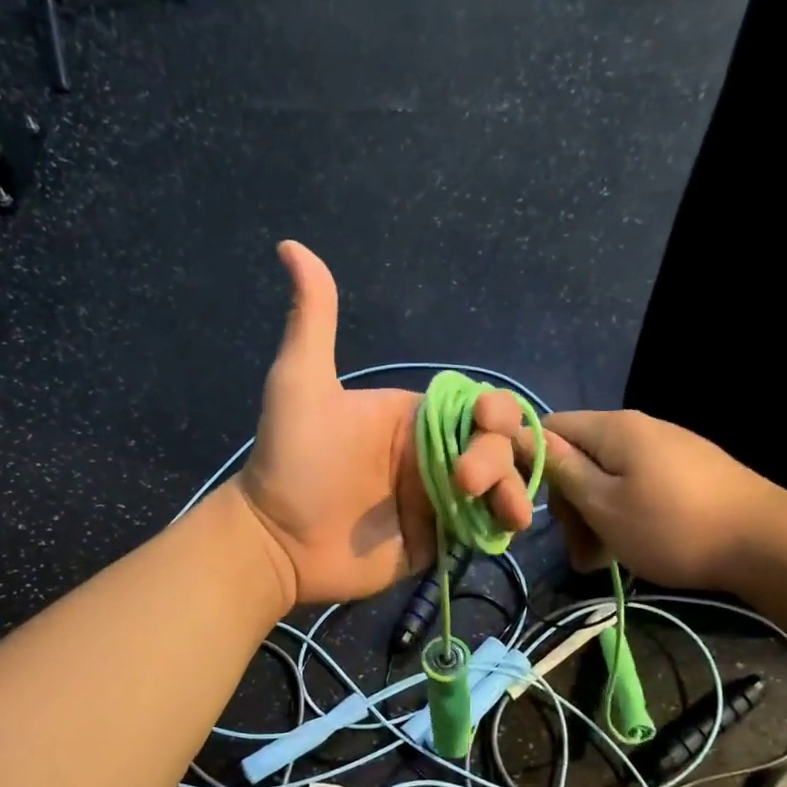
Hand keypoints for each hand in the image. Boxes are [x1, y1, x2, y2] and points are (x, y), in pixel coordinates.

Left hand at [237, 242, 532, 604]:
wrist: (275, 539)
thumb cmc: (291, 460)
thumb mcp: (301, 382)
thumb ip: (313, 319)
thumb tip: (291, 246)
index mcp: (413, 417)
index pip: (474, 406)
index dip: (493, 409)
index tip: (486, 418)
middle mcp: (431, 455)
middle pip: (494, 446)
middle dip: (497, 455)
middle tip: (465, 481)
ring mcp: (436, 499)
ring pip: (498, 486)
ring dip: (512, 490)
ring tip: (504, 512)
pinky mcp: (437, 539)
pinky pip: (481, 526)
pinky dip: (500, 524)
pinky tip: (505, 527)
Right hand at [516, 409, 786, 589]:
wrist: (767, 544)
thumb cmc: (672, 526)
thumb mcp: (603, 503)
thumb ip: (561, 469)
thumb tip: (520, 436)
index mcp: (613, 428)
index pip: (549, 427)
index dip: (531, 462)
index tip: (533, 506)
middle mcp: (638, 429)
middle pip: (578, 457)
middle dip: (568, 502)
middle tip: (575, 548)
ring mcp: (666, 449)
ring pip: (606, 478)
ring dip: (592, 518)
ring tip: (598, 561)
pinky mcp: (686, 472)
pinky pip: (635, 487)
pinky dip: (621, 516)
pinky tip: (626, 549)